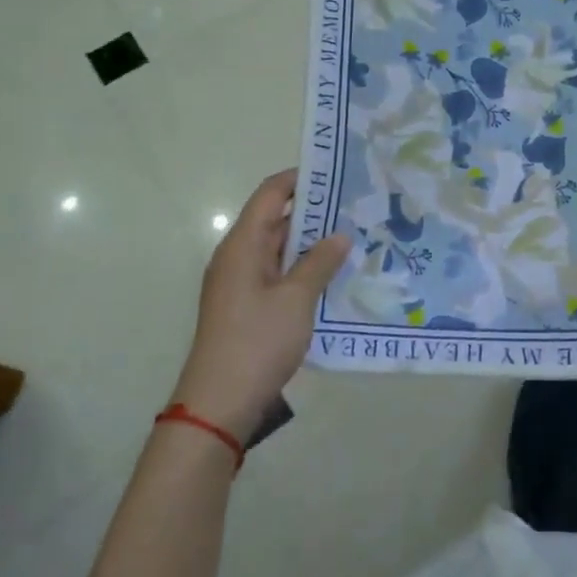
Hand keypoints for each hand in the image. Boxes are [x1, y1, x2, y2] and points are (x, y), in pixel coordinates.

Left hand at [170, 170, 349, 444]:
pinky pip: (278, 275)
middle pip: (275, 221)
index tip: (335, 173)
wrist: (219, 403)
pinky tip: (334, 276)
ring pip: (279, 250)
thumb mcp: (296, 299)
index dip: (299, 179)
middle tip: (356, 207)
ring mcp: (240, 284)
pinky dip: (303, 269)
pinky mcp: (247, 307)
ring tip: (354, 237)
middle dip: (314, 212)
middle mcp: (237, 257)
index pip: (270, 195)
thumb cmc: (257, 341)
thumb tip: (340, 235)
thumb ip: (320, 263)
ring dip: (311, 244)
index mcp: (243, 245)